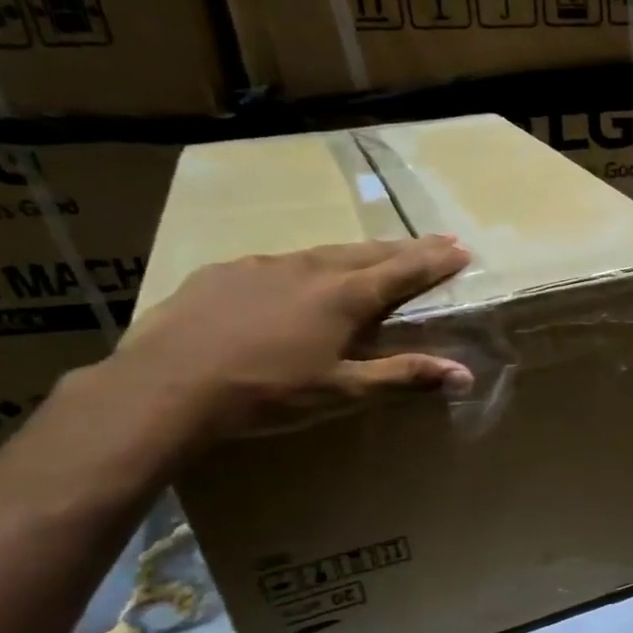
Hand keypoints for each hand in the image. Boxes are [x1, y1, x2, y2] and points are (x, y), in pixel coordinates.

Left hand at [107, 237, 473, 441]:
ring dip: (358, 253)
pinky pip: (279, 263)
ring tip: (375, 254)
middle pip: (370, 251)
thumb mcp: (343, 390)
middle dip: (407, 247)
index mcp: (344, 297)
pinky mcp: (225, 272)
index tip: (462, 249)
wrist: (167, 385)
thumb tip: (465, 375)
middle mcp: (310, 269)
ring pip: (324, 252)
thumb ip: (404, 376)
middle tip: (436, 240)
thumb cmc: (268, 392)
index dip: (435, 260)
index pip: (404, 271)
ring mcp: (264, 266)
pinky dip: (305, 266)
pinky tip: (297, 279)